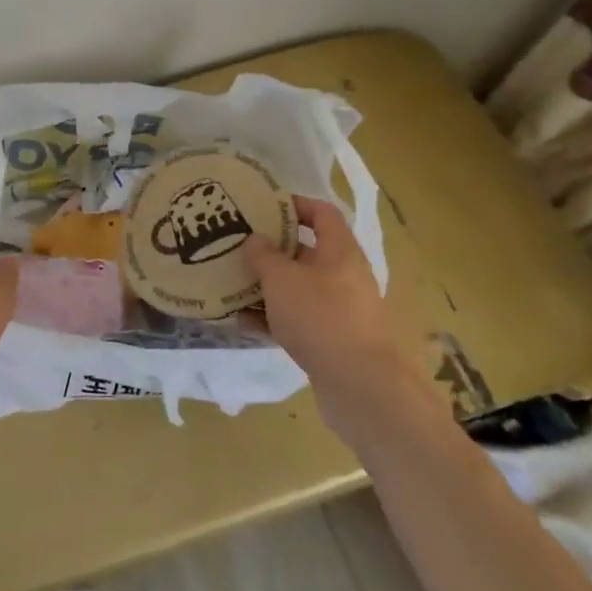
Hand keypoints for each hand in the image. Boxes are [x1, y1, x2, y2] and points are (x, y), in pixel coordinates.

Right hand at [246, 196, 399, 407]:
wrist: (359, 385)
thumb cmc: (320, 317)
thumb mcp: (282, 279)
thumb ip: (263, 255)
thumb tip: (255, 240)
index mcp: (339, 251)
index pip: (321, 213)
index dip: (294, 204)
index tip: (261, 206)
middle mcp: (344, 275)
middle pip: (305, 251)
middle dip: (271, 249)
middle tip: (237, 245)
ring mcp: (339, 309)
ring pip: (298, 287)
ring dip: (267, 285)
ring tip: (231, 283)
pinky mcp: (331, 339)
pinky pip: (296, 319)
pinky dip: (271, 317)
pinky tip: (240, 321)